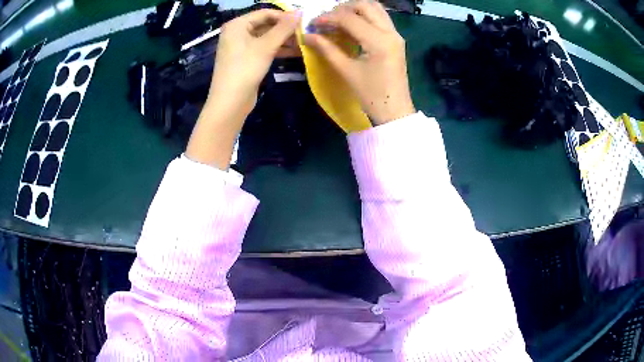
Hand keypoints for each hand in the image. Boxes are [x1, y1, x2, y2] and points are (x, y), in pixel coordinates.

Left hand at [186, 9, 299, 168]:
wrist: (230, 102)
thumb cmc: (245, 69)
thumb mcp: (266, 46)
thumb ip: (284, 27)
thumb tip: (300, 12)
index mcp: (237, 24)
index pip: (266, 13)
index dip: (285, 16)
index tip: (304, 22)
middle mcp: (237, 32)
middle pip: (266, 24)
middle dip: (286, 29)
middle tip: (307, 34)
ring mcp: (241, 46)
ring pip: (267, 37)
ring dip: (285, 40)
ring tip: (305, 43)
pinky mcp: (246, 59)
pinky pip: (264, 49)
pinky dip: (278, 49)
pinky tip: (296, 52)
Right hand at [304, 0, 414, 125]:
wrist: (395, 110)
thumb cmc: (371, 95)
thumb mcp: (346, 71)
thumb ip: (327, 49)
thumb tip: (307, 35)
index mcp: (379, 41)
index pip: (350, 18)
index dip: (328, 18)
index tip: (313, 24)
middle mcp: (390, 32)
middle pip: (366, 5)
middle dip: (343, 8)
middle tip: (327, 19)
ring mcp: (395, 35)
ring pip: (375, 8)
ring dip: (355, 9)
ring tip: (337, 20)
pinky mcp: (396, 39)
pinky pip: (380, 18)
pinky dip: (364, 16)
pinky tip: (351, 26)